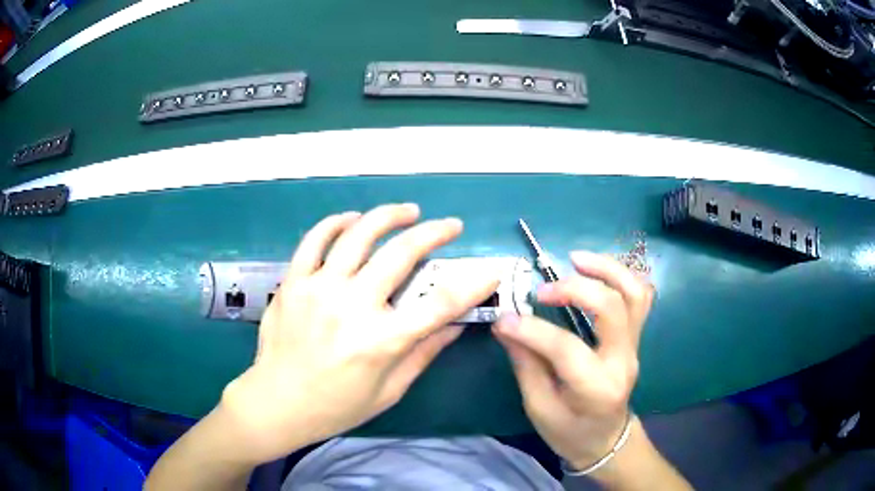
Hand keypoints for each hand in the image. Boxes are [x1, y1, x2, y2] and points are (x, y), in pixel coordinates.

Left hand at [220, 204, 498, 464]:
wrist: (276, 403)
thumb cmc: (336, 406)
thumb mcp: (389, 391)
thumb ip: (423, 354)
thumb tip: (455, 325)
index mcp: (382, 341)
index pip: (441, 304)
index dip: (472, 283)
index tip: (489, 270)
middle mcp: (352, 307)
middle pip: (402, 254)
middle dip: (434, 233)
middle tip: (450, 225)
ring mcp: (318, 289)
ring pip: (359, 235)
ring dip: (388, 216)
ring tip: (407, 211)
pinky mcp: (293, 282)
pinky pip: (315, 240)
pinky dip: (336, 222)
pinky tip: (352, 219)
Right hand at [493, 251, 653, 469]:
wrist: (606, 439)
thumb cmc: (570, 432)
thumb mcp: (539, 408)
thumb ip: (526, 365)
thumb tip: (506, 324)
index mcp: (596, 388)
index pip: (566, 349)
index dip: (532, 330)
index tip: (504, 319)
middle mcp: (622, 361)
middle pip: (611, 308)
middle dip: (574, 289)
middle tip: (542, 290)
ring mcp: (634, 345)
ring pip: (634, 293)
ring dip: (606, 269)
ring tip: (575, 259)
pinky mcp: (635, 337)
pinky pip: (638, 296)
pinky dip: (620, 276)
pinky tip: (596, 270)